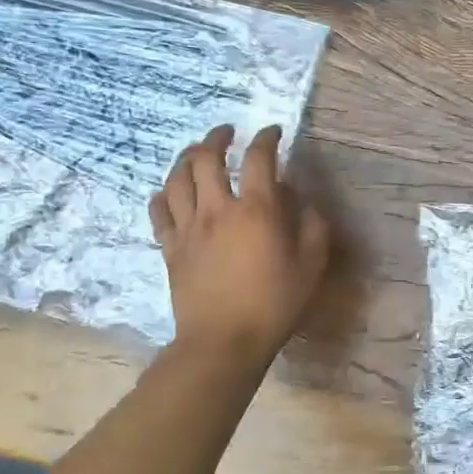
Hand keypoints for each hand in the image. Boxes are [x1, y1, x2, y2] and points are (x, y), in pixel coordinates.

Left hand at [151, 125, 329, 362]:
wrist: (224, 341)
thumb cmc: (274, 303)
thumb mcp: (311, 265)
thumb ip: (313, 226)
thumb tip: (303, 201)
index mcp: (256, 210)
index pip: (258, 159)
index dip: (266, 138)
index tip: (272, 132)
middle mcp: (217, 209)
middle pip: (206, 158)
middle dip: (216, 137)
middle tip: (227, 133)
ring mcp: (188, 228)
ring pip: (177, 178)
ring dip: (186, 158)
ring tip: (196, 153)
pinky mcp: (170, 247)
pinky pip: (159, 211)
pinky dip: (163, 194)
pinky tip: (170, 192)